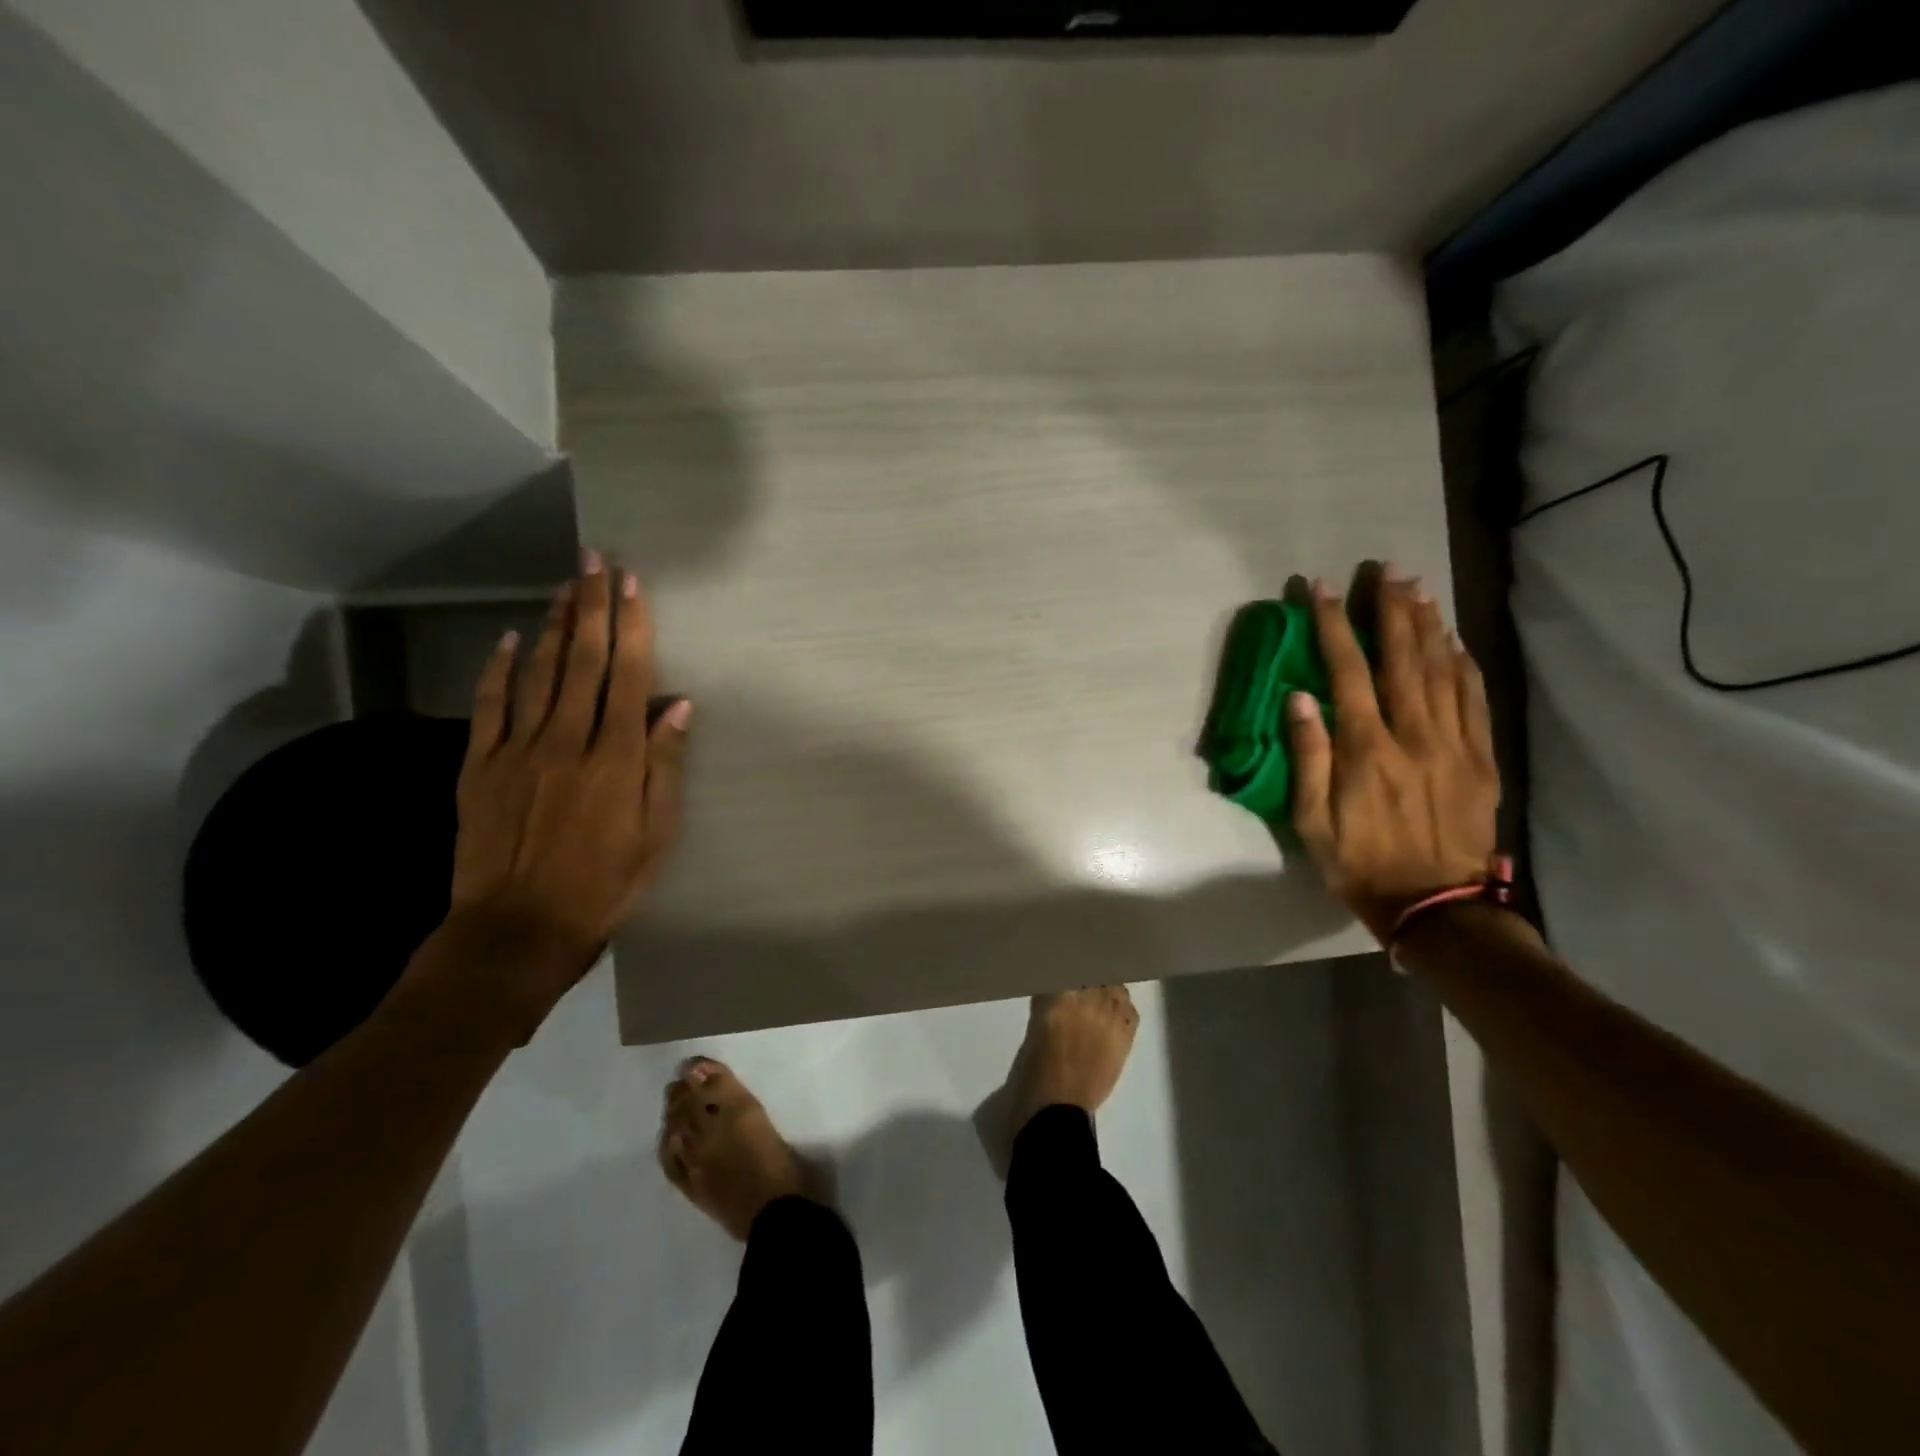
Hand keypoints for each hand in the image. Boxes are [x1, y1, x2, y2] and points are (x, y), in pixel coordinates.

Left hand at [442, 554, 691, 1020]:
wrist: (517, 929)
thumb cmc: (604, 885)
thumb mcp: (656, 835)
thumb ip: (665, 767)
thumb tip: (678, 708)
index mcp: (616, 759)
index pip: (629, 677)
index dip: (633, 627)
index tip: (633, 586)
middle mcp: (567, 741)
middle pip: (583, 661)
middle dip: (592, 607)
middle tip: (596, 561)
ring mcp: (517, 750)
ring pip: (539, 673)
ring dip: (554, 625)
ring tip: (565, 585)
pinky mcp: (479, 766)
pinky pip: (489, 705)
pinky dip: (499, 669)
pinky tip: (509, 638)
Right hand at [1287, 568, 1499, 943]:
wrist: (1437, 906)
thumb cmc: (1361, 864)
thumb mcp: (1313, 823)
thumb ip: (1309, 758)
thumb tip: (1300, 699)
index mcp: (1367, 750)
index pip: (1348, 672)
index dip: (1334, 627)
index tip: (1322, 589)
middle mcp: (1414, 735)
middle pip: (1404, 658)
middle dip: (1392, 609)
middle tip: (1387, 568)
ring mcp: (1454, 744)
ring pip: (1443, 670)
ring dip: (1429, 625)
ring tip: (1418, 588)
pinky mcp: (1481, 758)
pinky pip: (1474, 699)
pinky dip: (1464, 664)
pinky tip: (1454, 641)